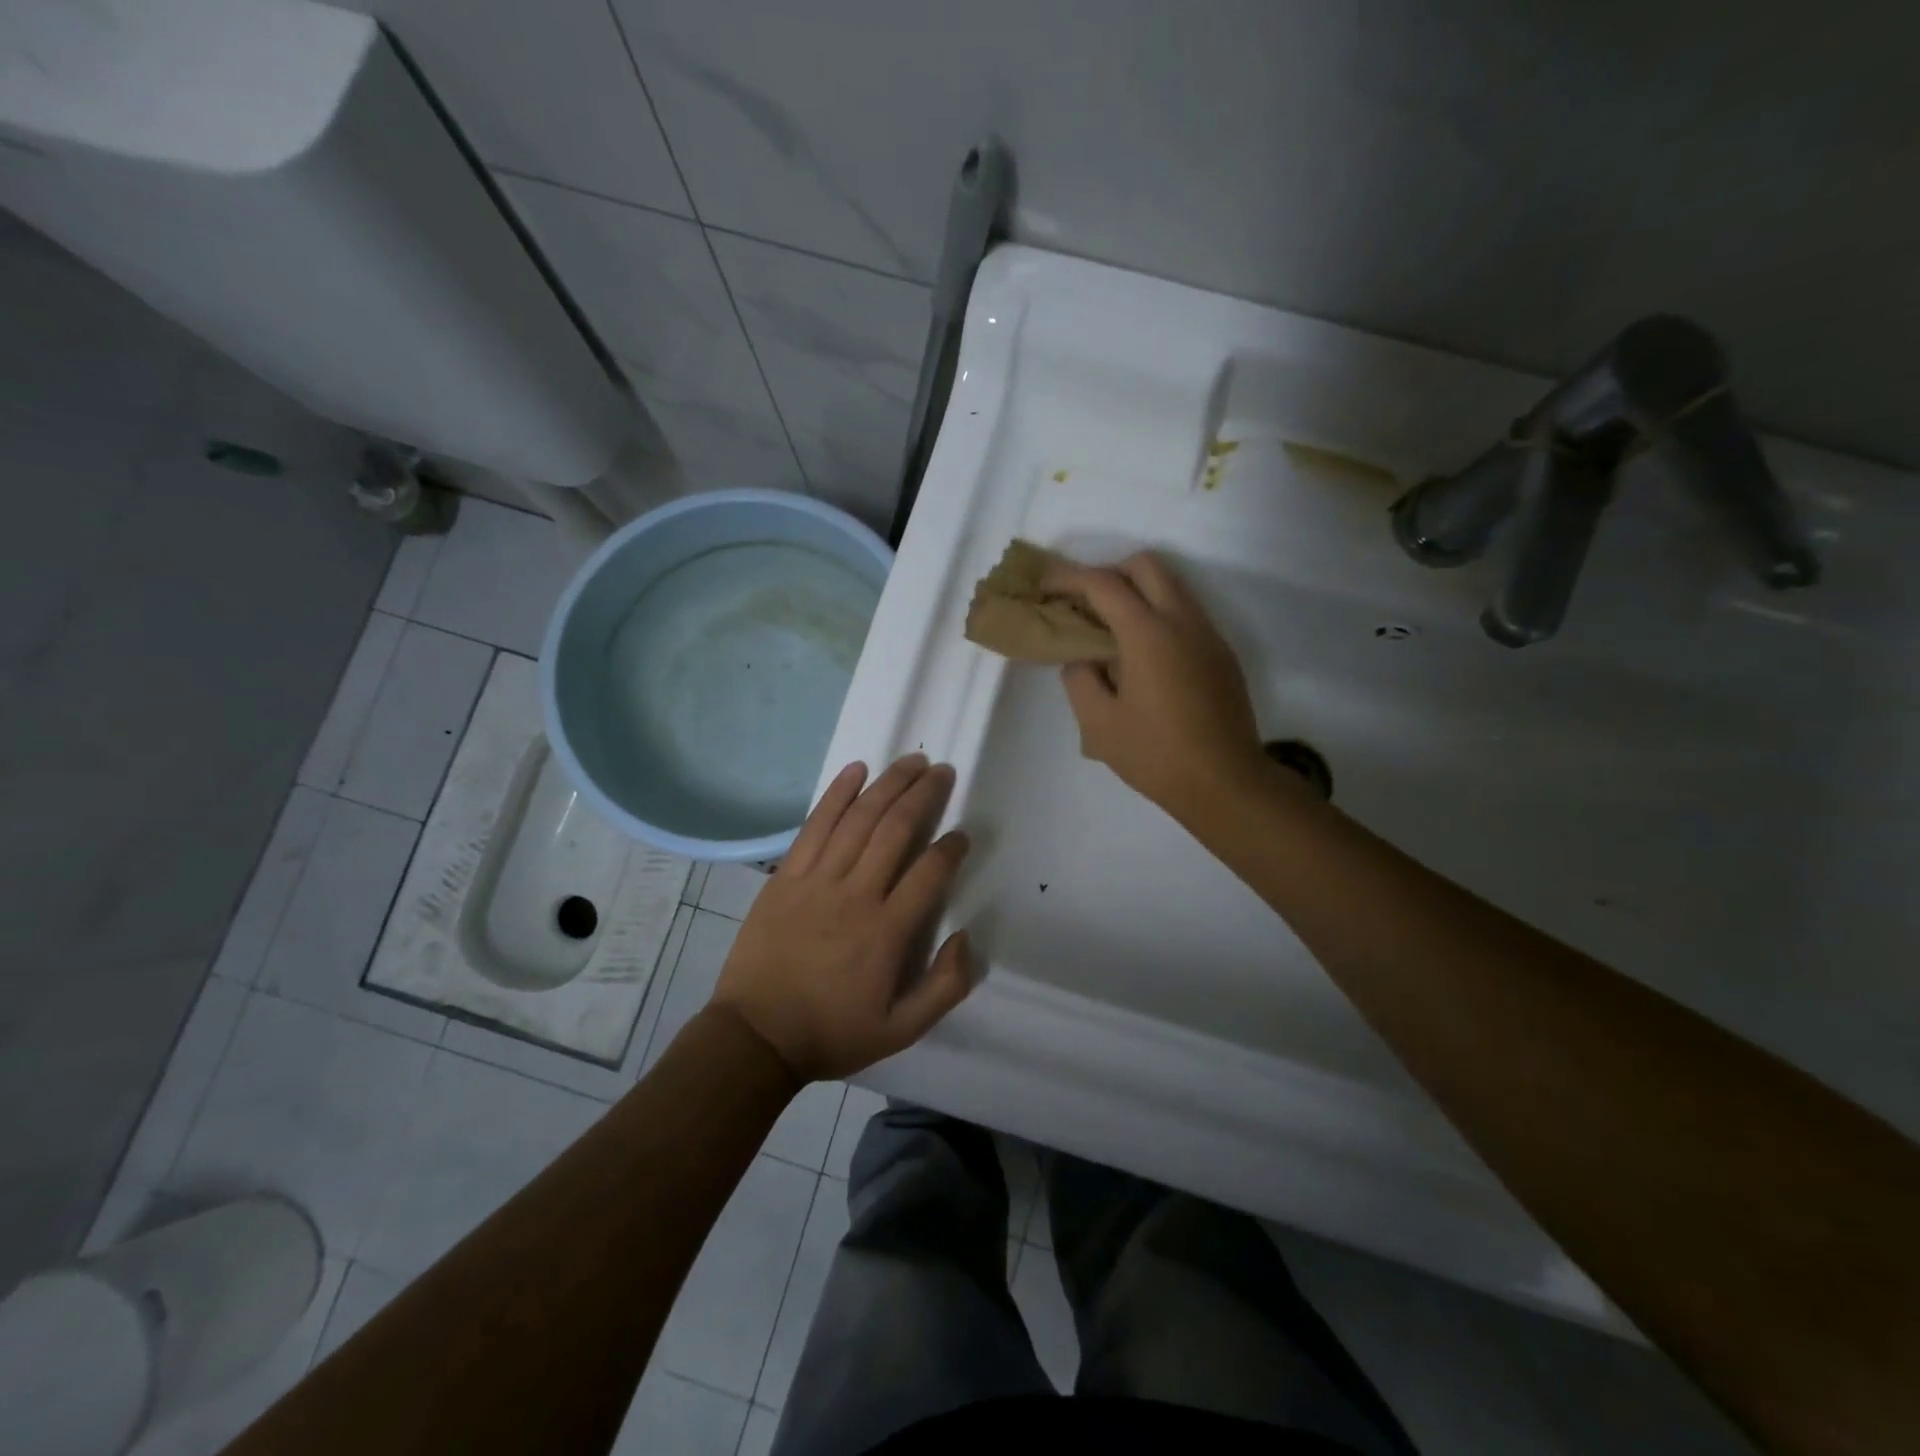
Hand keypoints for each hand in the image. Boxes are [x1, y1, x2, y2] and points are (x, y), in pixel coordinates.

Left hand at [709, 755, 973, 1081]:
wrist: (755, 1037)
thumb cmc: (831, 1033)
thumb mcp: (901, 1031)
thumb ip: (945, 987)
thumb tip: (965, 937)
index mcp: (887, 932)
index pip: (929, 872)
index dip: (950, 848)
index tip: (961, 836)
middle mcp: (855, 894)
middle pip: (895, 830)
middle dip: (924, 796)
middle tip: (942, 772)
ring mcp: (816, 880)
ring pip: (859, 818)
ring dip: (888, 785)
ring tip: (911, 762)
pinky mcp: (786, 876)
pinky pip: (815, 825)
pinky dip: (837, 794)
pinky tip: (856, 770)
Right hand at [1042, 552, 1266, 816]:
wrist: (1226, 784)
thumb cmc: (1156, 755)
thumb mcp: (1098, 724)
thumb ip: (1080, 679)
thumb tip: (1082, 658)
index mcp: (1149, 634)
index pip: (1103, 584)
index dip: (1068, 578)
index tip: (1044, 585)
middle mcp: (1183, 621)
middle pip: (1146, 565)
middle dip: (1108, 572)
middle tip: (1083, 604)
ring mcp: (1208, 635)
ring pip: (1171, 586)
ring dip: (1136, 592)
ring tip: (1109, 629)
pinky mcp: (1221, 654)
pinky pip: (1186, 613)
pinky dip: (1157, 614)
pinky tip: (1141, 656)